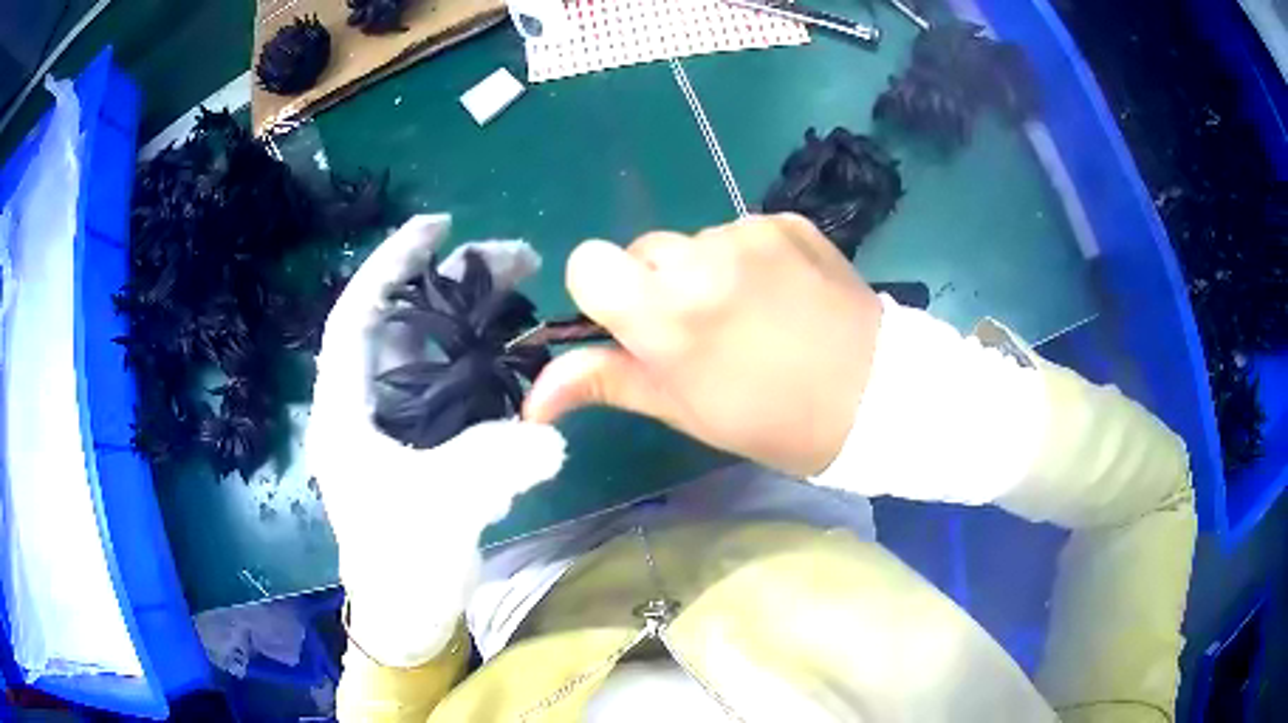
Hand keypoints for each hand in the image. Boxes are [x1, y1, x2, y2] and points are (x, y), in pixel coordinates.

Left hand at [306, 215, 565, 666]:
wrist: (407, 611)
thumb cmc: (402, 563)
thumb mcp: (441, 511)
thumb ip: (491, 466)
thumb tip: (551, 434)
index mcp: (345, 410)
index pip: (356, 315)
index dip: (391, 265)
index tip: (437, 228)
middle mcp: (363, 404)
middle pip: (402, 324)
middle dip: (450, 285)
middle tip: (510, 260)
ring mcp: (392, 422)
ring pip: (427, 351)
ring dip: (470, 320)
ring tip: (519, 292)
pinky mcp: (418, 441)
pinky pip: (448, 384)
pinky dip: (479, 362)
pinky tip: (512, 352)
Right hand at [525, 214, 882, 477]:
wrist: (878, 396)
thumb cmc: (774, 421)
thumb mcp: (685, 411)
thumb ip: (605, 383)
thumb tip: (530, 399)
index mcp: (668, 316)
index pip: (588, 262)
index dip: (604, 292)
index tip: (638, 324)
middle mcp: (702, 259)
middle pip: (643, 251)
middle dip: (658, 286)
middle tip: (705, 332)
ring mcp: (750, 233)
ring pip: (694, 242)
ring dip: (706, 272)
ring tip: (754, 315)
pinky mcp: (787, 221)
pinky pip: (741, 231)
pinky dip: (748, 259)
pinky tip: (785, 294)